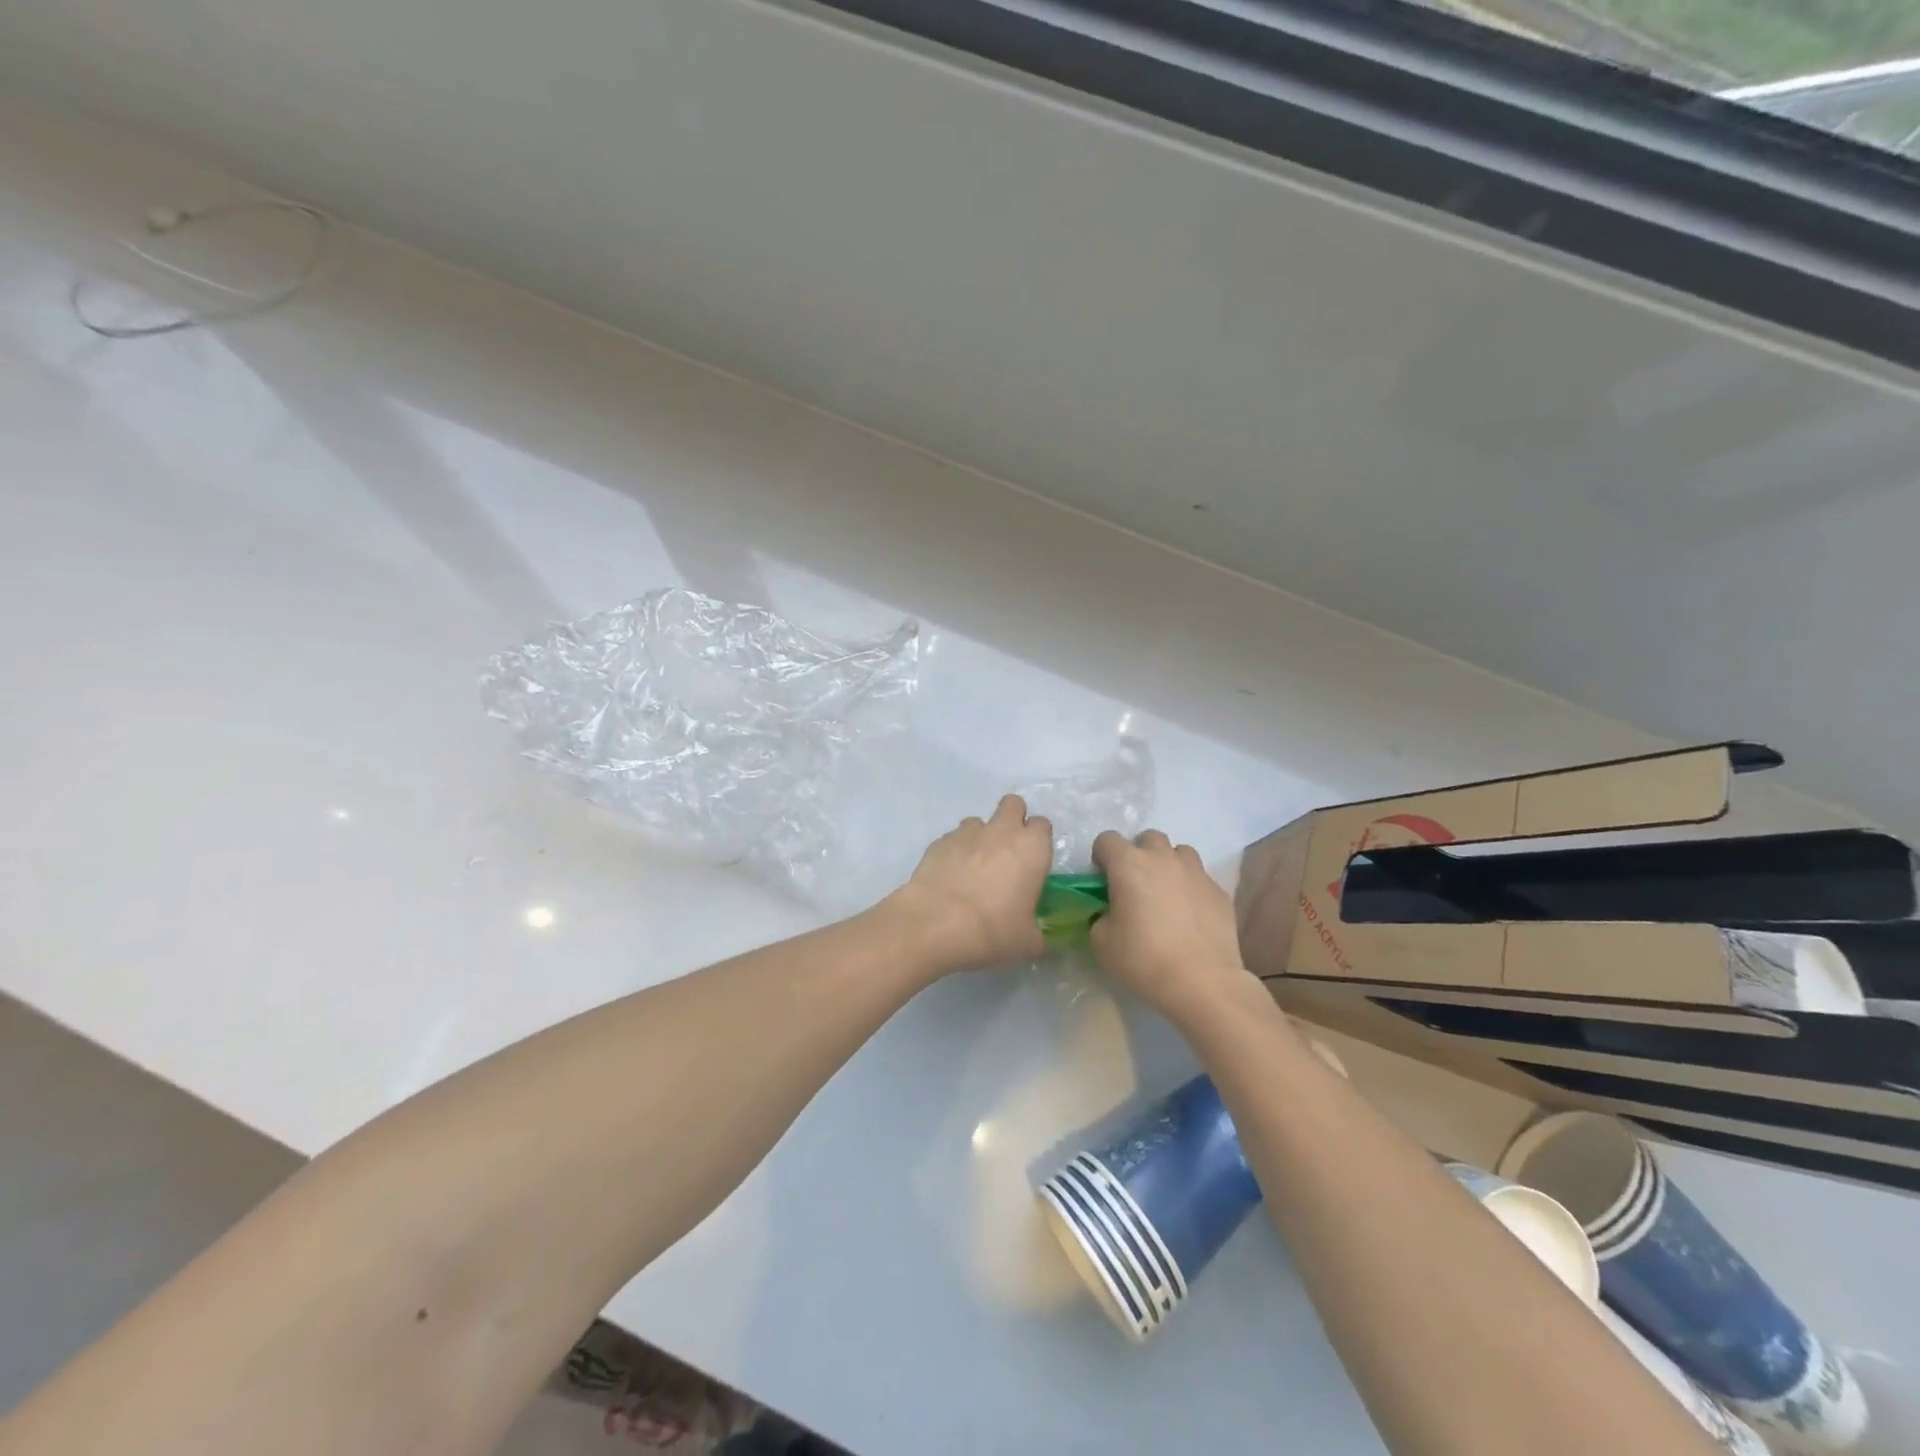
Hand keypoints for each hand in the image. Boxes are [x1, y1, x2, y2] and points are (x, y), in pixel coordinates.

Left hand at [888, 795, 1053, 975]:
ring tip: (973, 869)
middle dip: (1012, 819)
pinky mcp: (938, 842)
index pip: (1043, 825)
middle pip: (1013, 804)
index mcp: (1032, 848)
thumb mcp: (1028, 944)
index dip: (1038, 841)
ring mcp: (966, 833)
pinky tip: (949, 879)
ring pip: (978, 821)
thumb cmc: (993, 931)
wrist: (935, 924)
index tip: (1033, 862)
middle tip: (1007, 852)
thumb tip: (1034, 936)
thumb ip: (1036, 933)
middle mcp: (1001, 831)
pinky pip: (952, 839)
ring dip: (980, 838)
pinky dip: (954, 853)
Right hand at [1089, 829, 1249, 1017]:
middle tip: (1136, 885)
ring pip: (1179, 853)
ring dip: (1169, 866)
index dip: (1101, 857)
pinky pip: (1200, 878)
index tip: (1103, 881)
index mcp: (1128, 864)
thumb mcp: (1102, 941)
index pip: (1107, 839)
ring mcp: (1196, 872)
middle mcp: (1163, 858)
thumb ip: (1101, 916)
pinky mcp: (1219, 891)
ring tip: (1167, 895)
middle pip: (1148, 838)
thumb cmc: (1143, 958)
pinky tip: (1190, 917)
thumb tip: (1110, 912)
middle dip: (1139, 854)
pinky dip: (1191, 889)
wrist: (1202, 981)